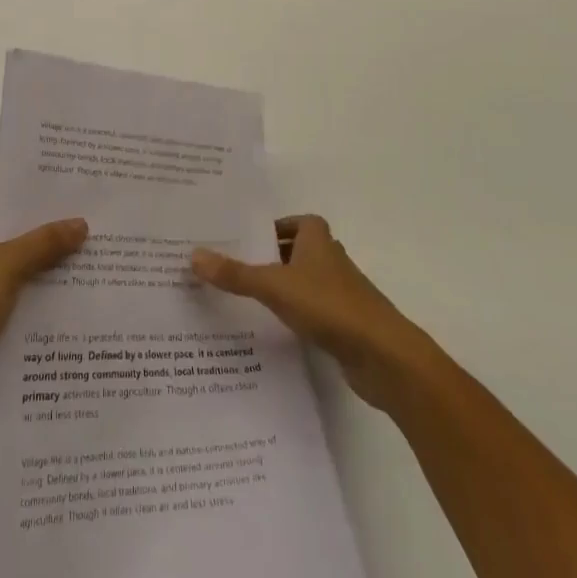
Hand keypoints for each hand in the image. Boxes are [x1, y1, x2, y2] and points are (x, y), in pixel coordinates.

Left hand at [0, 169, 87, 427]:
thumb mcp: (7, 266)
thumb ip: (44, 243)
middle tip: (71, 220)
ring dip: (33, 258)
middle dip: (30, 222)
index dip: (4, 182)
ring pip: (3, 257)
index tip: (39, 194)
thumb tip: (80, 223)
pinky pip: (3, 290)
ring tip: (75, 257)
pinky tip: (59, 295)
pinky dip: (26, 289)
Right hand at [191, 215, 425, 411]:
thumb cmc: (329, 306)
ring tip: (247, 297)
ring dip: (284, 286)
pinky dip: (296, 314)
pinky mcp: (346, 325)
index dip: (275, 225)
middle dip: (273, 256)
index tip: (248, 237)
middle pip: (299, 250)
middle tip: (237, 265)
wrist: (383, 356)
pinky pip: (314, 311)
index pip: (297, 221)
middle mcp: (331, 261)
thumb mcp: (274, 286)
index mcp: (318, 240)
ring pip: (306, 282)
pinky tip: (274, 329)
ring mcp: (342, 294)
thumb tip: (193, 255)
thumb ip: (235, 273)